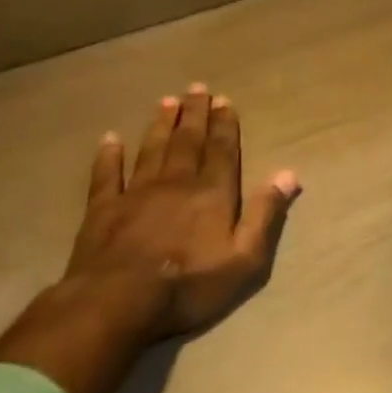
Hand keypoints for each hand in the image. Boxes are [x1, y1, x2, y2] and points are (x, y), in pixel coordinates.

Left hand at [65, 84, 301, 340]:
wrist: (117, 303)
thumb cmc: (189, 284)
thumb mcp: (245, 258)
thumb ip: (266, 214)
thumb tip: (289, 174)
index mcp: (212, 193)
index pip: (222, 150)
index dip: (224, 125)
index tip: (224, 100)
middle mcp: (176, 183)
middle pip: (188, 142)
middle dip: (194, 115)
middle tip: (196, 89)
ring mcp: (136, 194)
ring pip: (152, 150)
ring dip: (160, 125)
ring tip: (166, 102)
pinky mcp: (103, 210)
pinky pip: (107, 175)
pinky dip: (108, 156)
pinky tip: (109, 139)